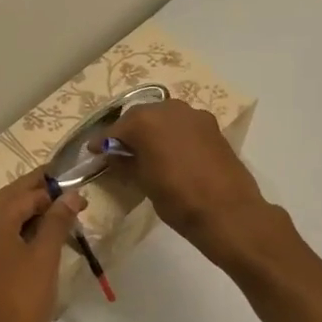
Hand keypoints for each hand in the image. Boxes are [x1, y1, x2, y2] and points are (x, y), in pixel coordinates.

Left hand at [0, 171, 84, 321]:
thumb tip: (71, 195)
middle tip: (67, 191)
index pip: (23, 193)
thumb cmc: (23, 300)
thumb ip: (57, 222)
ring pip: (3, 220)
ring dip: (28, 213)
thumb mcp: (44, 258)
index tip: (74, 182)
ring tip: (58, 213)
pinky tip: (38, 239)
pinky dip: (18, 232)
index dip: (50, 186)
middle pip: (9, 201)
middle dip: (37, 194)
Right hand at [107, 100, 268, 260]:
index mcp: (145, 121)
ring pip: (164, 117)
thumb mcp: (142, 182)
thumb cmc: (178, 199)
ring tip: (145, 151)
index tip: (93, 151)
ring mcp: (194, 115)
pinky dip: (172, 134)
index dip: (102, 142)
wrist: (228, 212)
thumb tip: (113, 155)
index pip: (115, 129)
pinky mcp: (212, 126)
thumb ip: (125, 163)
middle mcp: (169, 109)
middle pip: (140, 117)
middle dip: (128, 132)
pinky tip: (170, 153)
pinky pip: (183, 125)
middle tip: (119, 151)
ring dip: (152, 131)